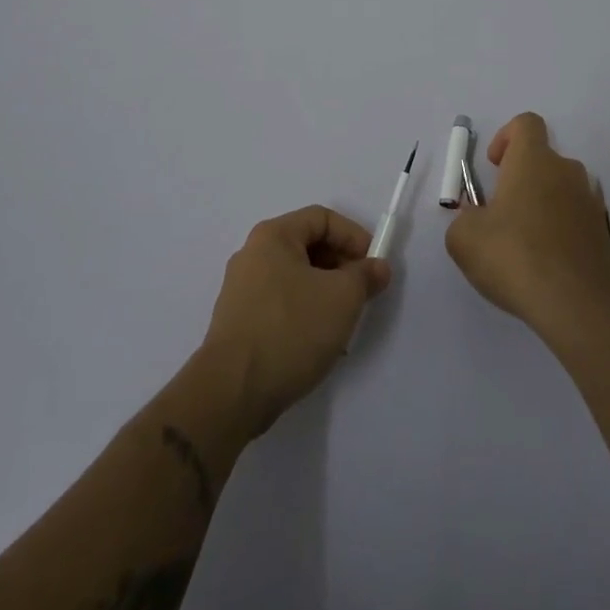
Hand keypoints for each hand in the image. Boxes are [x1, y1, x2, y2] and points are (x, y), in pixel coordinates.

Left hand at [202, 205, 391, 433]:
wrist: (232, 392)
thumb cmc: (290, 330)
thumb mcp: (342, 298)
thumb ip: (365, 276)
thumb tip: (377, 267)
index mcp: (273, 236)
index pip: (322, 218)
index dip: (353, 236)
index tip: (373, 265)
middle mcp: (253, 254)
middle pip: (307, 246)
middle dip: (341, 266)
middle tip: (362, 293)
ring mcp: (242, 289)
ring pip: (295, 277)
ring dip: (325, 292)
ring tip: (344, 321)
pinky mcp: (239, 321)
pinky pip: (281, 303)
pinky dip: (304, 312)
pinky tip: (318, 341)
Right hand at [445, 112, 609, 341]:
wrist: (576, 304)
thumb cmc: (514, 257)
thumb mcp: (464, 238)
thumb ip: (465, 218)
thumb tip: (476, 218)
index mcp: (533, 160)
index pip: (526, 123)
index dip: (506, 137)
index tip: (494, 166)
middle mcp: (566, 171)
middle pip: (543, 159)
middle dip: (521, 178)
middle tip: (502, 214)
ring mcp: (590, 201)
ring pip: (561, 189)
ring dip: (543, 204)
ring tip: (525, 242)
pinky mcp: (604, 232)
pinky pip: (577, 217)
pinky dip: (562, 229)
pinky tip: (548, 261)